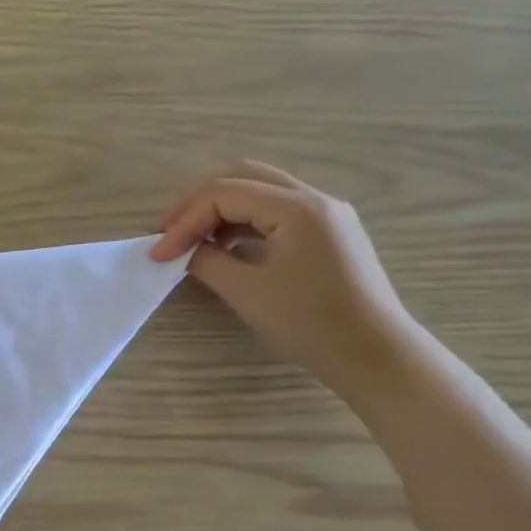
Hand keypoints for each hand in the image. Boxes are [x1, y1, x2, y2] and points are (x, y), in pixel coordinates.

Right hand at [152, 162, 416, 402]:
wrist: (372, 353)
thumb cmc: (308, 323)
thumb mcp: (246, 291)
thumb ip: (207, 261)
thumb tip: (183, 250)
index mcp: (297, 208)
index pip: (224, 193)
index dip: (183, 221)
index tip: (158, 255)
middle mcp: (315, 199)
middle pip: (243, 177)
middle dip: (198, 201)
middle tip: (168, 231)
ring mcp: (325, 214)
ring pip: (260, 191)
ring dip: (219, 209)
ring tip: (191, 240)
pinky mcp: (327, 233)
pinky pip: (276, 211)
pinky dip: (242, 221)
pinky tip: (224, 247)